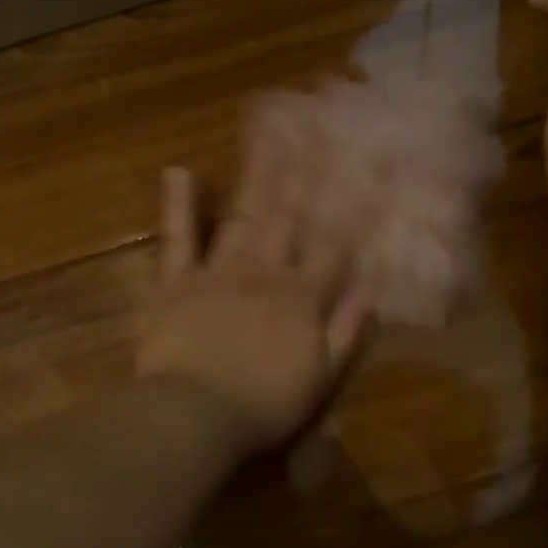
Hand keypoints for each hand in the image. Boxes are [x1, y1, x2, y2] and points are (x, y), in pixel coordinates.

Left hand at [137, 161, 370, 456]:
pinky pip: (178, 237)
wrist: (196, 414)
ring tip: (270, 138)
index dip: (354, 214)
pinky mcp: (176, 281)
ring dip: (258, 177)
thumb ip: (347, 331)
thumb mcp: (322, 376)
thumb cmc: (265, 404)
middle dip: (307, 177)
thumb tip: (371, 291)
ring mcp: (219, 271)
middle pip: (290, 219)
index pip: (335, 249)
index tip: (369, 178)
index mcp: (302, 298)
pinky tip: (179, 170)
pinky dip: (178, 204)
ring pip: (244, 216)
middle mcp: (265, 272)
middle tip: (316, 132)